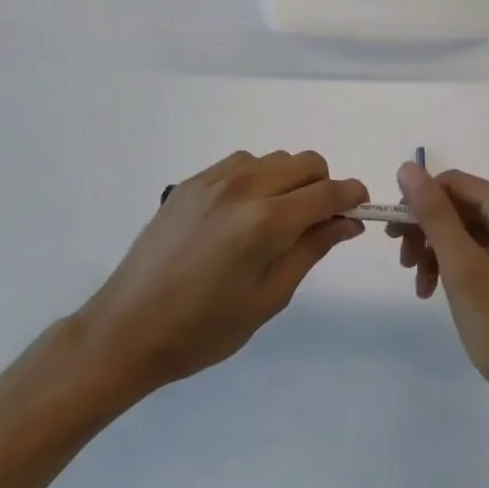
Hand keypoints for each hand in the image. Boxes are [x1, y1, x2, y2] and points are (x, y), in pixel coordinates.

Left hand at [76, 150, 364, 400]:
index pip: (327, 191)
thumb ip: (312, 250)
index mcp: (266, 220)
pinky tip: (244, 213)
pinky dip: (259, 178)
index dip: (352, 195)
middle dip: (323, 185)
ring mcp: (214, 179)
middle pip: (306, 162)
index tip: (361, 208)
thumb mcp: (269, 298)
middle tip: (317, 222)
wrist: (128, 328)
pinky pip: (242, 163)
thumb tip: (348, 222)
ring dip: (290, 180)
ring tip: (277, 220)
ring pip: (274, 159)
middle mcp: (244, 186)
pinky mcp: (192, 181)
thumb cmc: (204, 328)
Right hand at [388, 164, 488, 436]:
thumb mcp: (463, 269)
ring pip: (468, 226)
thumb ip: (434, 215)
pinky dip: (458, 263)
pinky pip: (483, 245)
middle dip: (428, 231)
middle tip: (404, 265)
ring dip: (439, 250)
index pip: (453, 183)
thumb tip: (408, 167)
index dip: (418, 203)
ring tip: (421, 286)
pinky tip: (440, 289)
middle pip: (461, 203)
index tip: (393, 239)